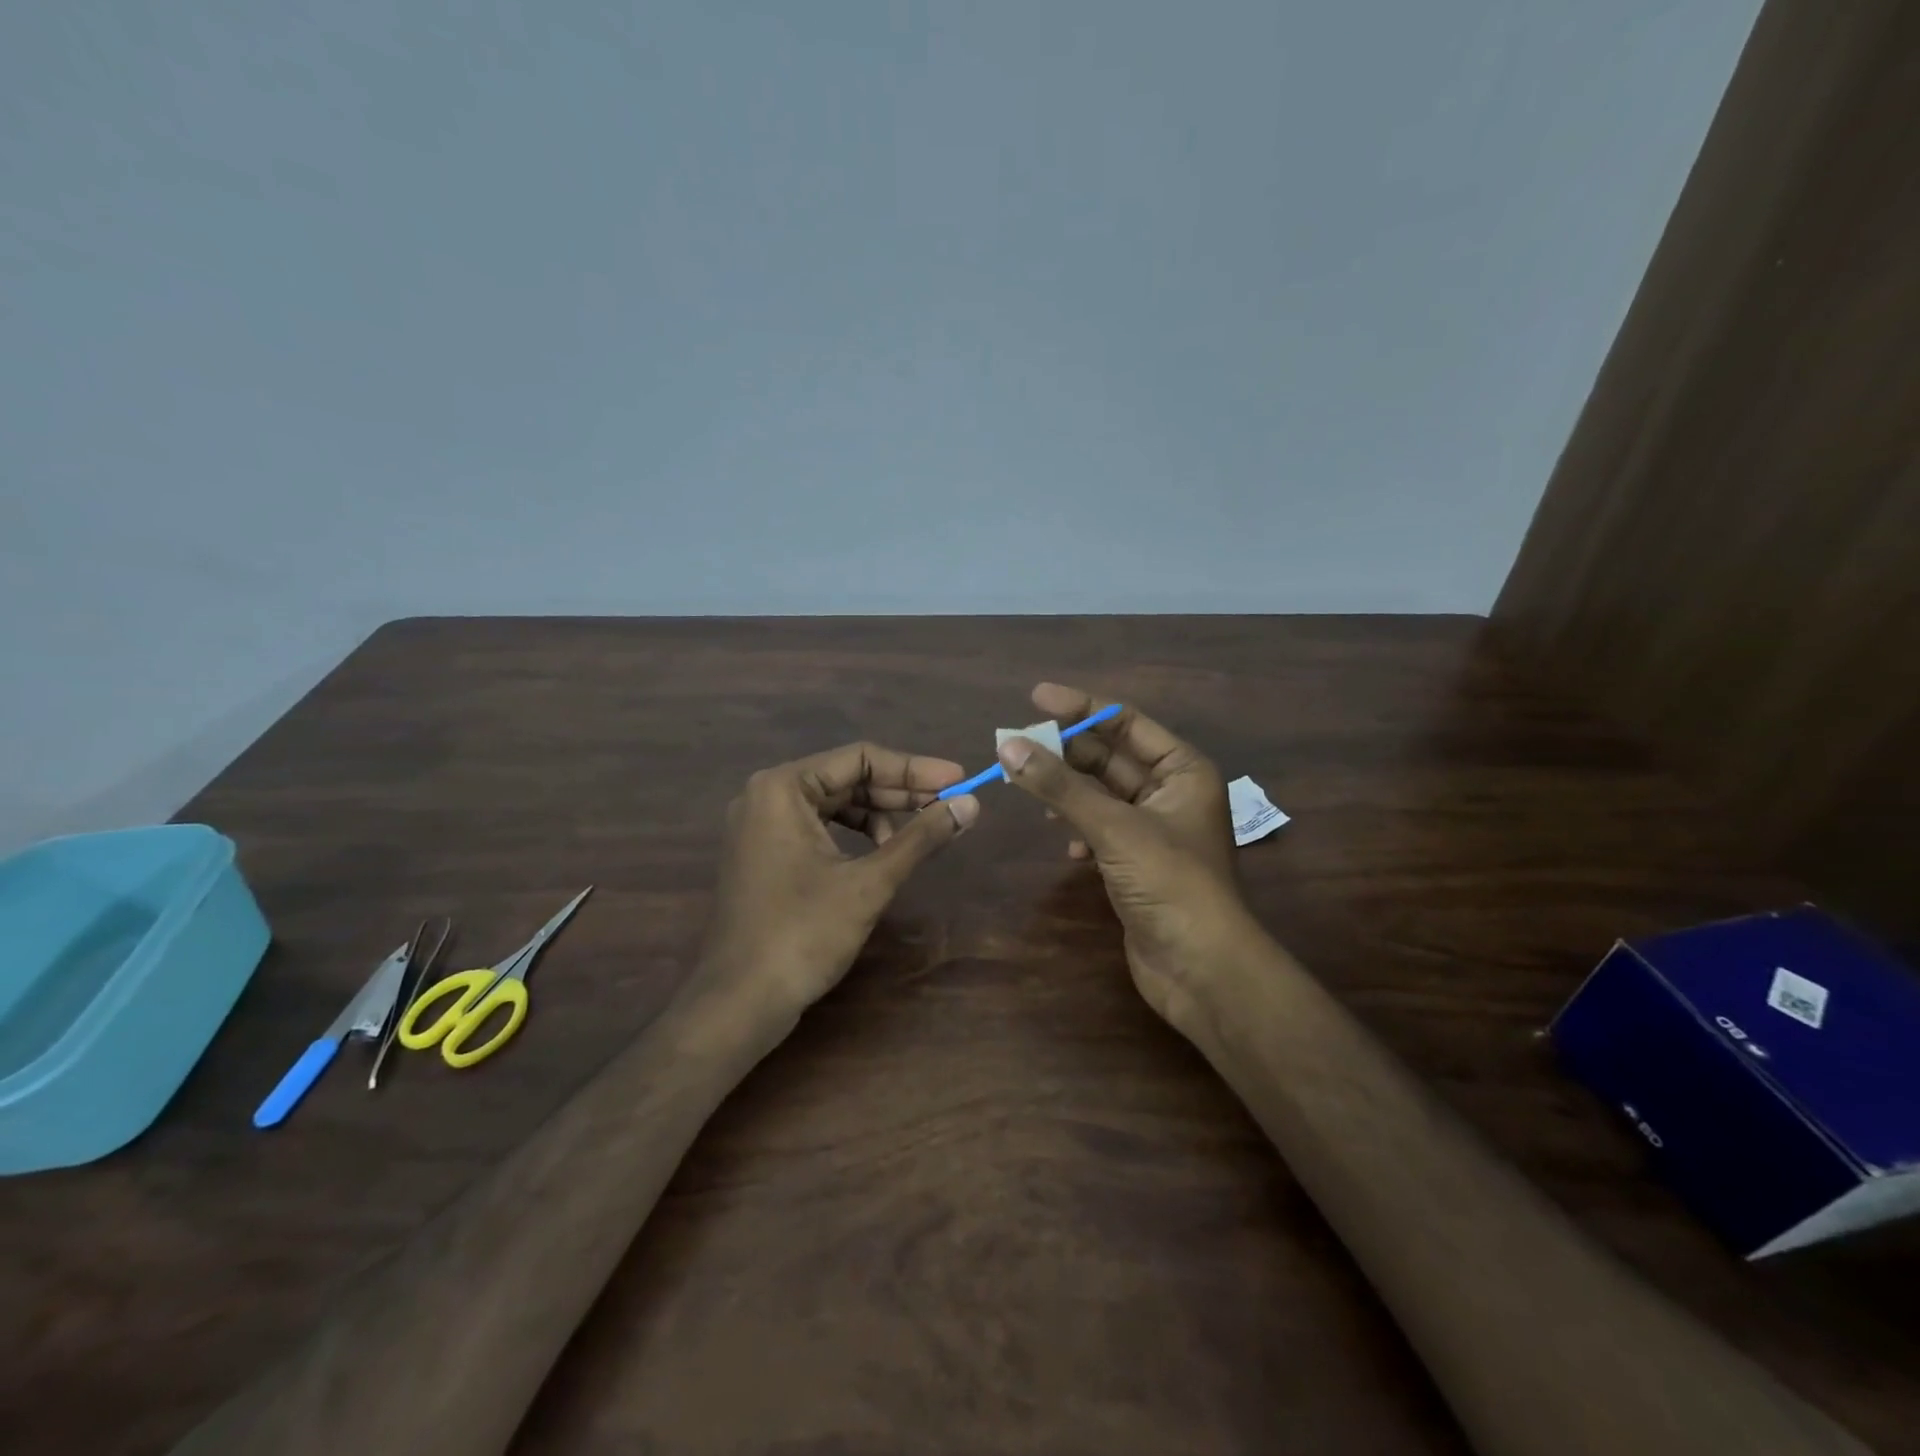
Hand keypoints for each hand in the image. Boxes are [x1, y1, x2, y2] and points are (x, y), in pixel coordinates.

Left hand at [697, 742, 978, 1016]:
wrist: (738, 1003)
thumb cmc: (803, 934)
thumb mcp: (869, 883)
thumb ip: (920, 838)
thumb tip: (971, 804)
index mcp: (783, 787)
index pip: (860, 759)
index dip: (914, 768)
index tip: (959, 780)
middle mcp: (767, 796)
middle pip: (847, 779)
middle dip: (901, 793)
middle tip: (950, 805)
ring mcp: (762, 827)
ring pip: (835, 805)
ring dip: (881, 816)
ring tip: (921, 836)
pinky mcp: (766, 855)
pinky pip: (819, 829)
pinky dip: (855, 836)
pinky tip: (884, 855)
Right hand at [996, 683, 1249, 1029]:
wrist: (1200, 968)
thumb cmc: (1170, 883)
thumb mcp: (1114, 827)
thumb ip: (1060, 786)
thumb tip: (1008, 746)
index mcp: (1183, 770)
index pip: (1126, 723)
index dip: (1081, 707)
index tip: (1035, 698)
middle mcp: (1171, 792)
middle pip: (1110, 757)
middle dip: (1065, 751)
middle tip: (1016, 744)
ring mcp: (1153, 830)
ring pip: (1100, 794)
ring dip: (1066, 790)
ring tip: (1027, 786)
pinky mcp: (1136, 863)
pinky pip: (1099, 828)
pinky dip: (1078, 827)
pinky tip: (1064, 841)